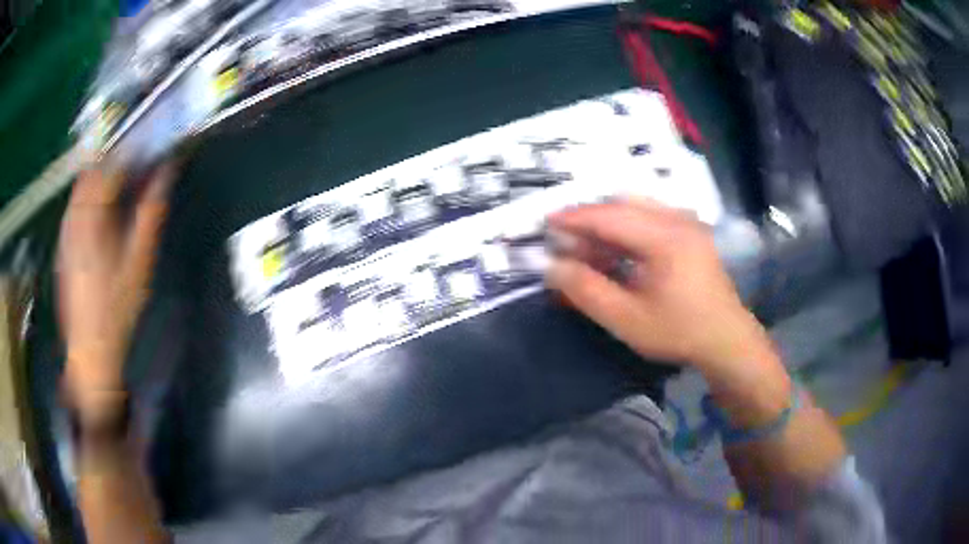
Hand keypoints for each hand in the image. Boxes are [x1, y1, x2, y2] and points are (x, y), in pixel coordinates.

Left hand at [57, 165, 174, 423]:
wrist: (90, 353)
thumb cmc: (117, 309)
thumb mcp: (140, 262)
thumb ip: (151, 211)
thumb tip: (167, 171)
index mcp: (92, 216)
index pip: (111, 164)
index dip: (133, 148)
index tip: (152, 142)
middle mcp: (74, 215)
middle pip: (93, 169)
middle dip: (116, 157)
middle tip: (138, 160)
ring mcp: (66, 230)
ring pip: (82, 186)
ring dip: (102, 175)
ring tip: (122, 181)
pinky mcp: (63, 244)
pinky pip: (76, 205)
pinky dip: (90, 195)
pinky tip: (102, 211)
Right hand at [545, 197, 774, 373]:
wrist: (726, 341)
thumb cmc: (678, 332)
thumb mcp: (627, 319)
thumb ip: (586, 290)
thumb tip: (551, 266)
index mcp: (664, 237)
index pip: (609, 216)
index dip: (574, 218)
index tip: (545, 223)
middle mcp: (677, 219)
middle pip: (622, 204)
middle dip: (589, 219)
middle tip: (566, 241)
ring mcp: (687, 223)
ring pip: (637, 207)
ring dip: (608, 222)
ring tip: (589, 248)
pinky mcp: (691, 233)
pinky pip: (651, 217)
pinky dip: (627, 227)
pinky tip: (618, 252)